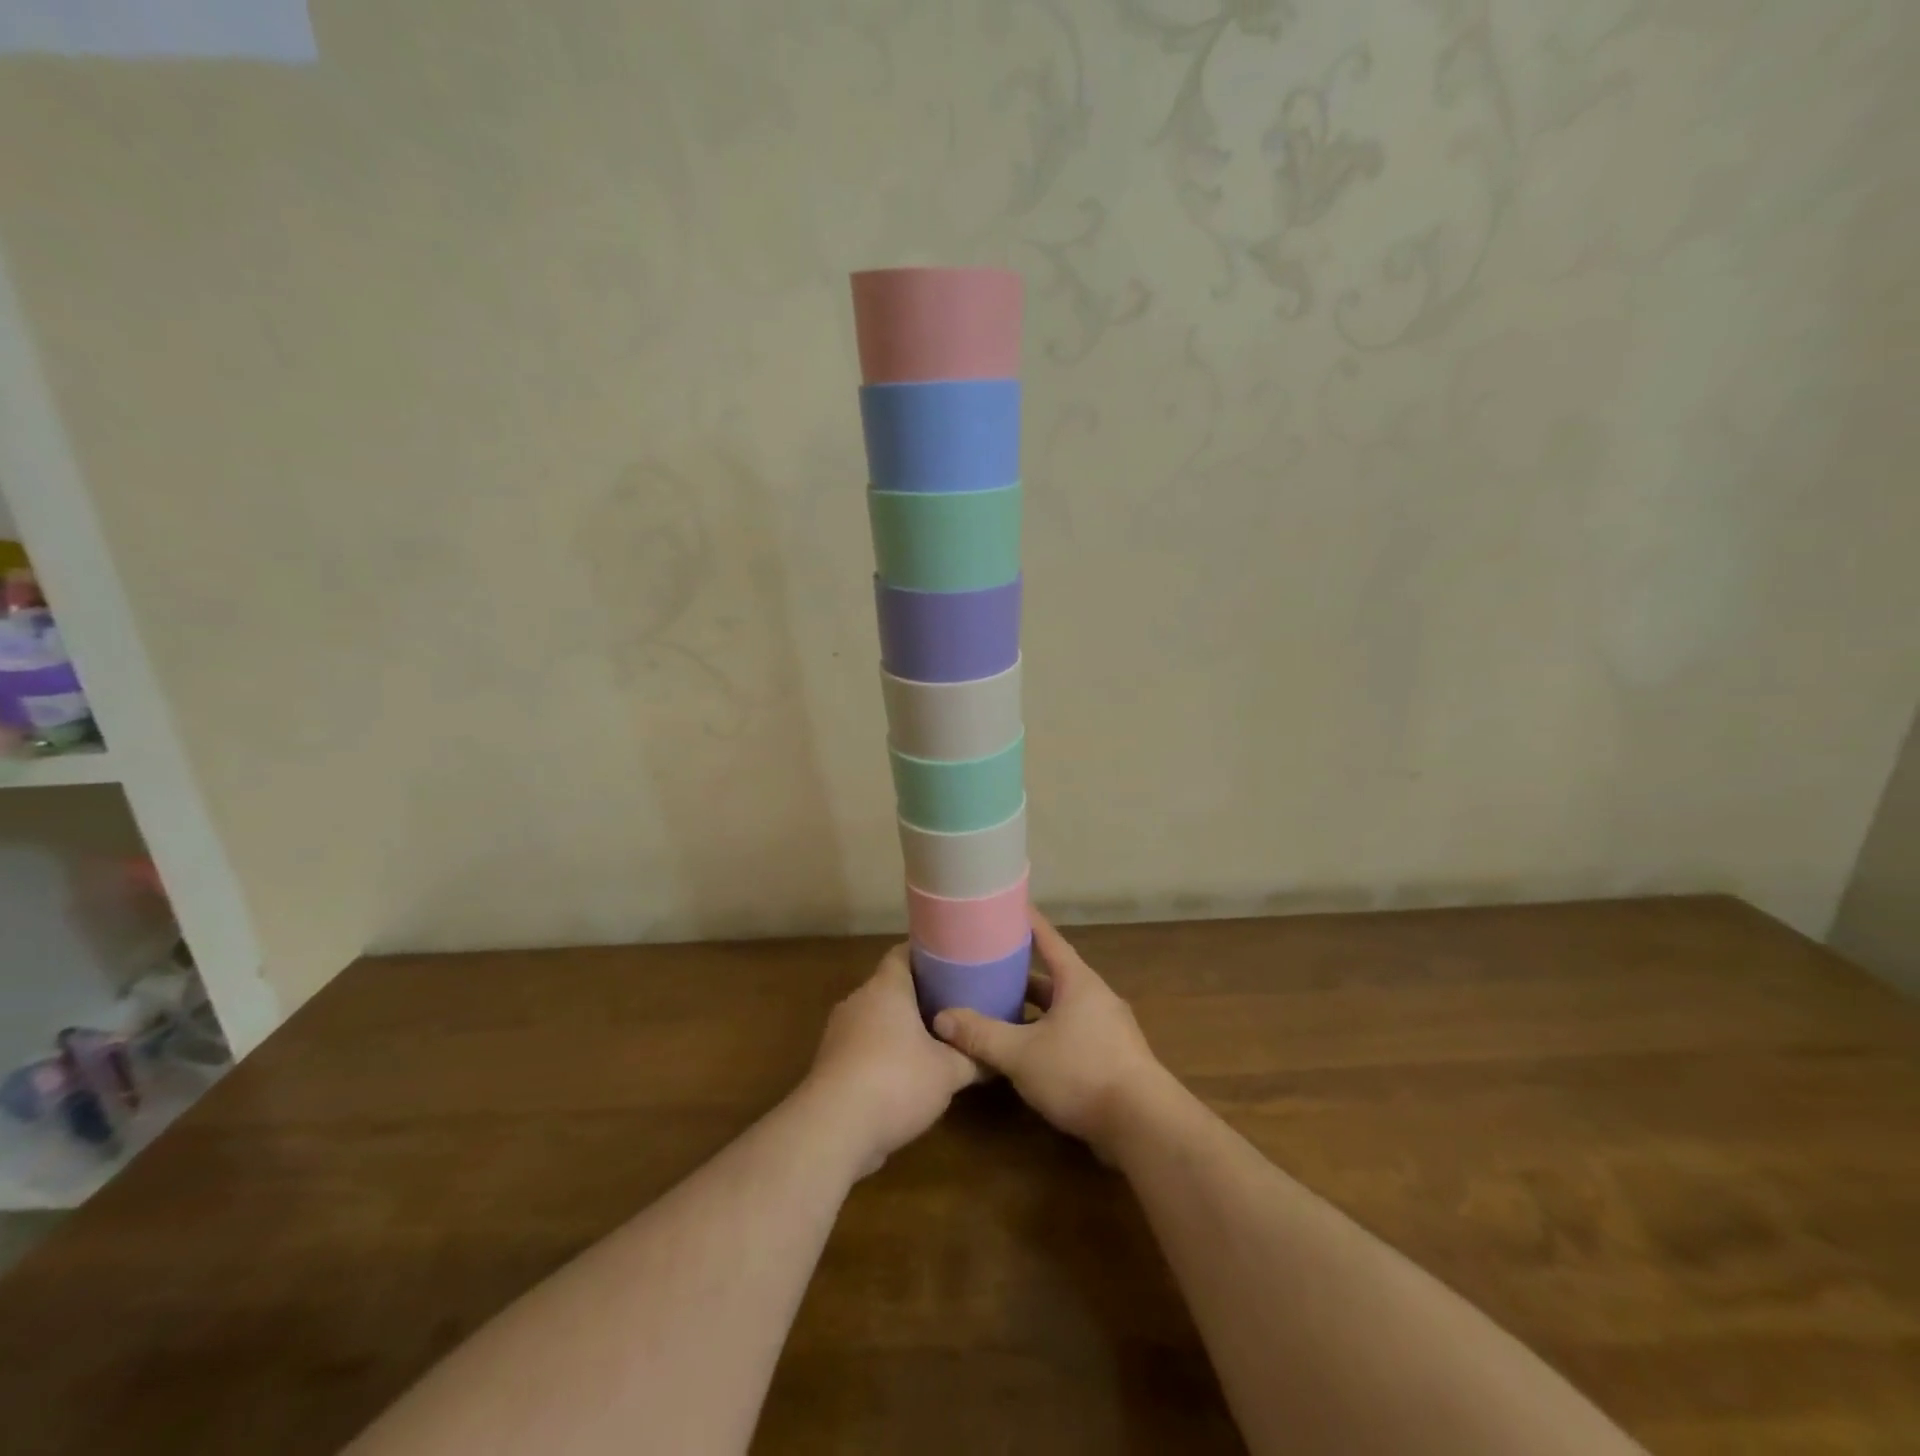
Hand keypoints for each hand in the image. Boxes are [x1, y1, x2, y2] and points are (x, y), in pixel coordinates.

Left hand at [803, 943, 979, 1175]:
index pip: (903, 953)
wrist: (833, 1130)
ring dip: (900, 1029)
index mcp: (885, 988)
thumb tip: (994, 1058)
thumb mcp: (948, 1072)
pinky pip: (863, 1048)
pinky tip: (905, 1077)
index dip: (928, 956)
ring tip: (934, 1041)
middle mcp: (858, 1001)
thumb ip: (972, 1059)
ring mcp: (839, 1033)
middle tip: (953, 1005)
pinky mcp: (830, 1065)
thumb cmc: (896, 1081)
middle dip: (919, 996)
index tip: (953, 963)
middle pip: (890, 987)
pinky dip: (883, 1055)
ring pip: (876, 1019)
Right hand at [932, 909, 1171, 1160]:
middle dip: (1020, 972)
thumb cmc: (1081, 1072)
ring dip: (1032, 1008)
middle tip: (987, 964)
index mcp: (1077, 982)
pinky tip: (1024, 1051)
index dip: (1027, 922)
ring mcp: (1107, 1029)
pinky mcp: (1111, 1058)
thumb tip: (941, 1018)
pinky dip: (1046, 1034)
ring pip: (1061, 1009)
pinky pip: (1071, 1034)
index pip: (1049, 939)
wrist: (1143, 1125)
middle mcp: (1095, 997)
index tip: (1008, 904)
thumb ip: (981, 1035)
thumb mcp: (1021, 1053)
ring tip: (997, 1008)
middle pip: (1052, 976)